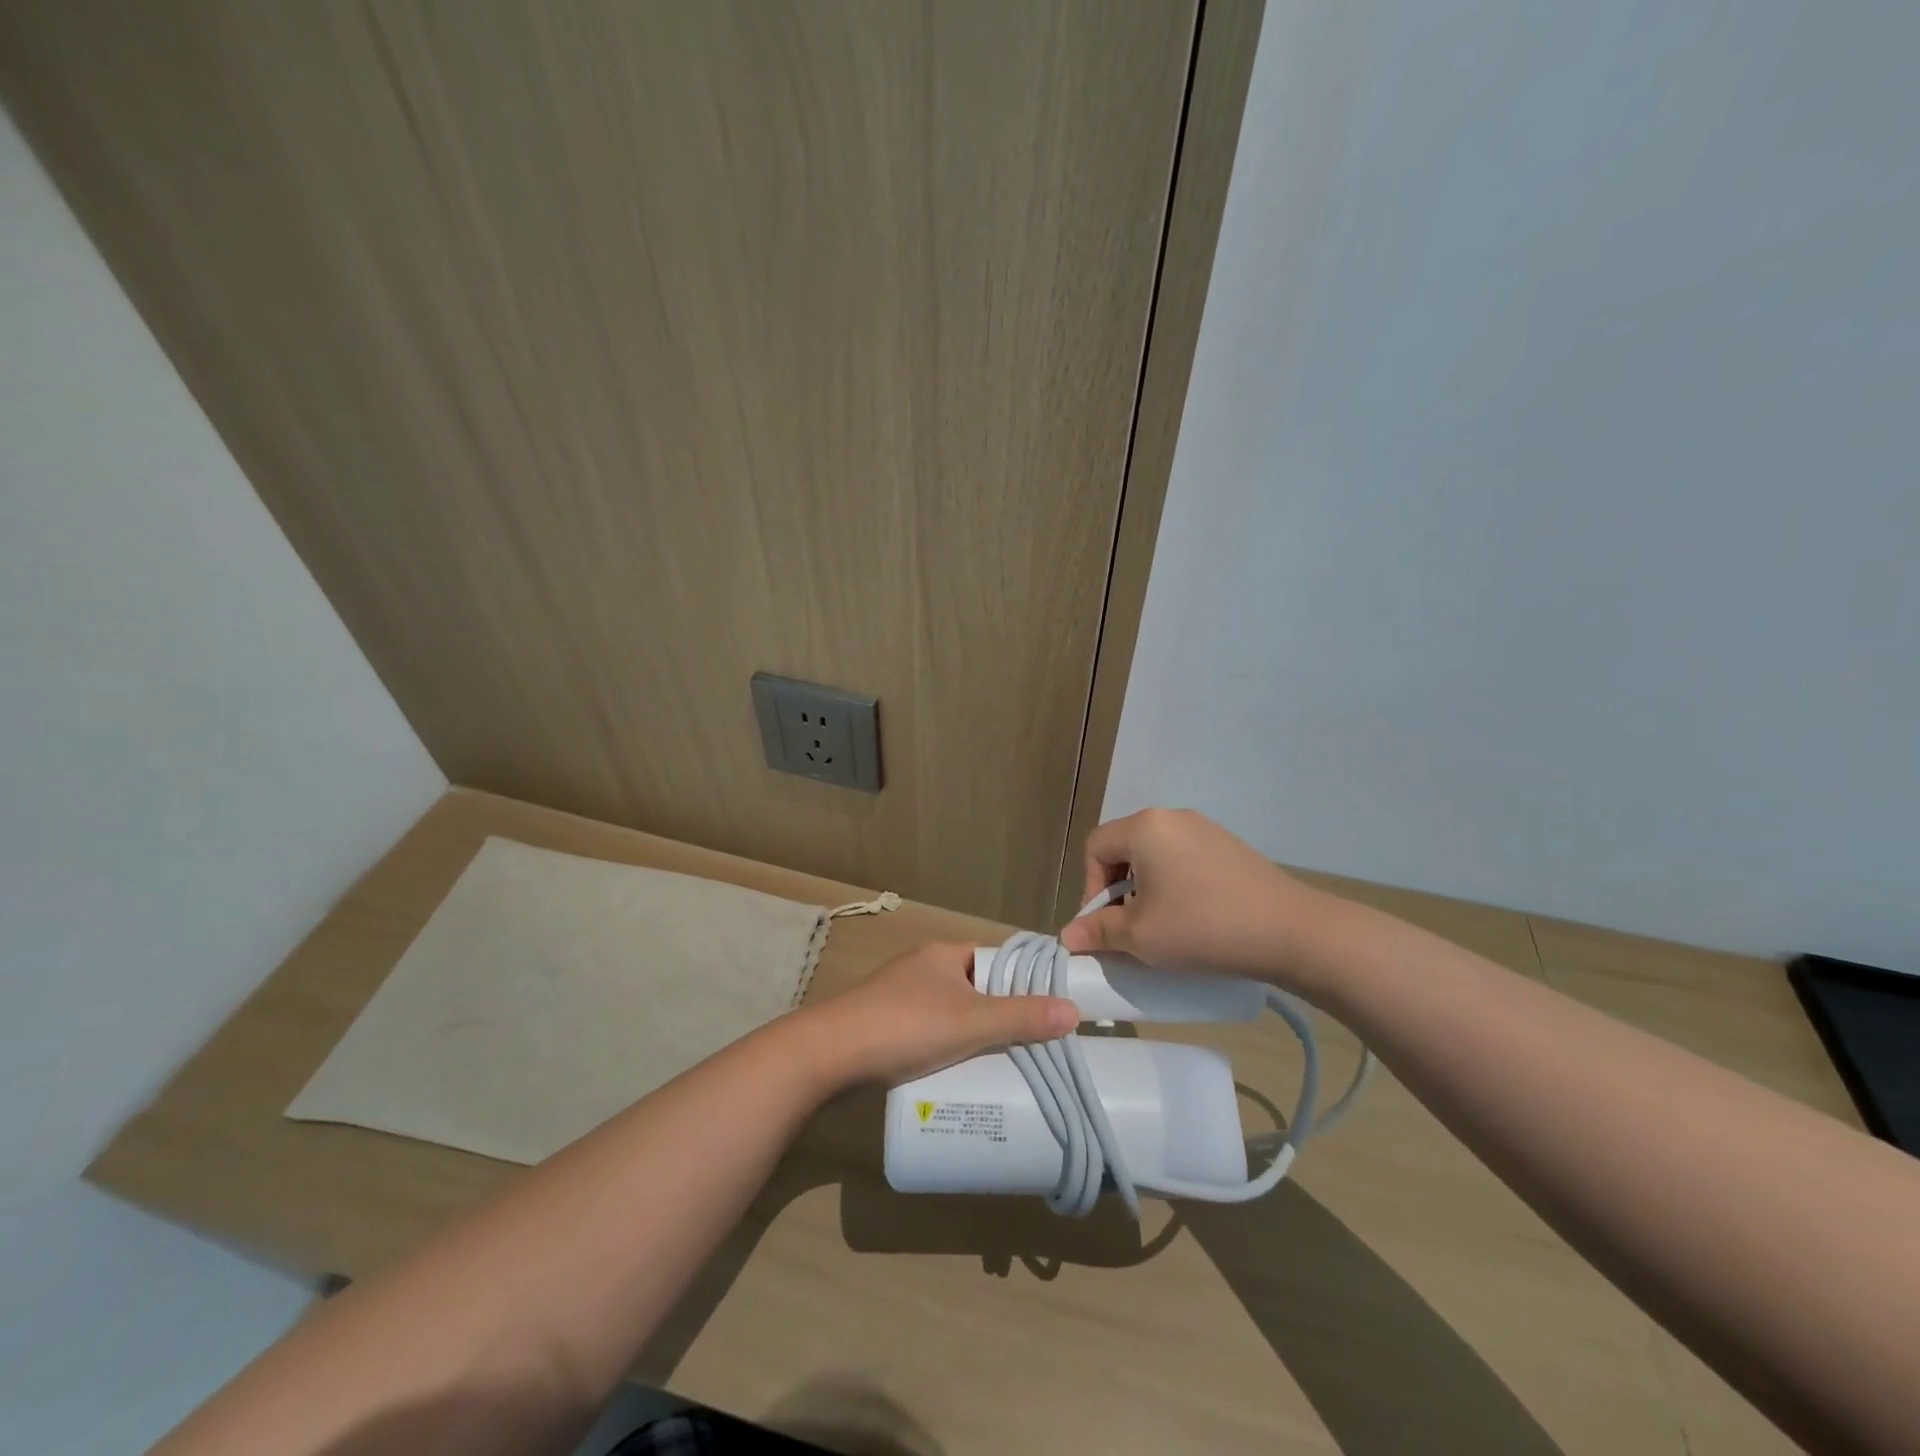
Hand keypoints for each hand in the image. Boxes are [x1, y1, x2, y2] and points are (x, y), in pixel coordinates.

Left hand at [804, 942, 1078, 1086]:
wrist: (828, 1054)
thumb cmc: (905, 1026)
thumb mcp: (971, 1023)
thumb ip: (1021, 1017)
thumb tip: (1073, 1011)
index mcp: (944, 955)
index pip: (994, 959)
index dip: (1021, 980)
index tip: (1048, 1007)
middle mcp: (922, 969)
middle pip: (974, 989)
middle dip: (999, 1015)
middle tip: (1031, 1045)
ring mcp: (899, 998)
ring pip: (950, 1014)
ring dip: (972, 1036)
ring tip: (1001, 1066)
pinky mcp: (883, 1027)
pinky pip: (927, 1034)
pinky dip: (945, 1049)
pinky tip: (957, 1074)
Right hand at [1058, 808, 1328, 983]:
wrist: (1291, 931)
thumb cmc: (1203, 928)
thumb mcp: (1141, 936)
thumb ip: (1098, 931)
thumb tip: (1069, 935)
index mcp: (1145, 827)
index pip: (1095, 848)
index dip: (1090, 888)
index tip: (1105, 925)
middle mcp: (1172, 817)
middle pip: (1124, 847)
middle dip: (1117, 888)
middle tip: (1130, 926)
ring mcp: (1205, 829)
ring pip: (1155, 854)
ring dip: (1146, 887)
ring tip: (1162, 925)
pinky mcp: (1229, 846)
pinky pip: (1184, 858)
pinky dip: (1175, 884)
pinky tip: (1194, 916)